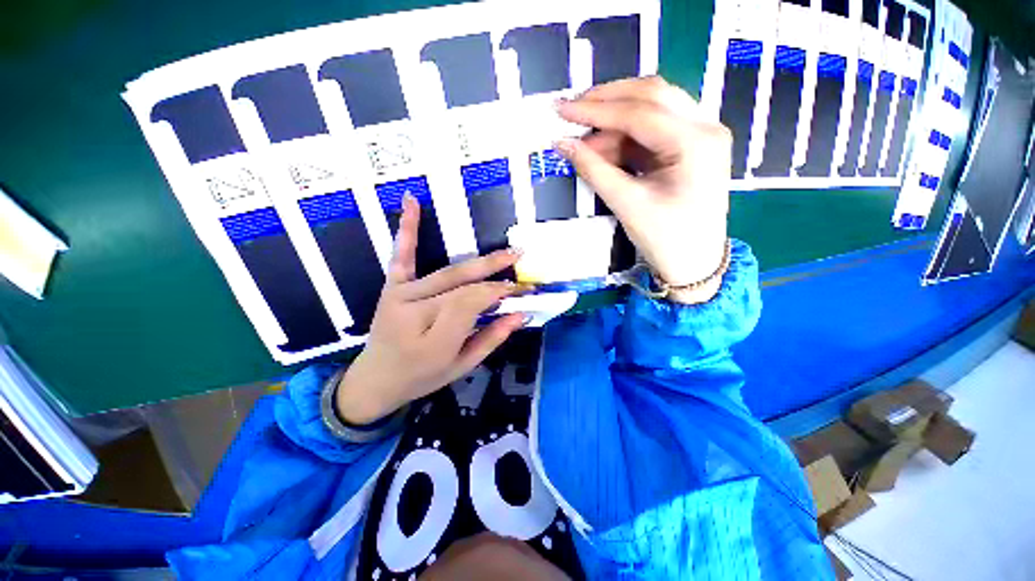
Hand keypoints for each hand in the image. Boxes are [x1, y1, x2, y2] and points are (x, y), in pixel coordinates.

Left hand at [335, 195, 525, 424]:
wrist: (375, 379)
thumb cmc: (422, 376)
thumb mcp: (462, 366)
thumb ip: (491, 338)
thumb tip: (520, 315)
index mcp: (434, 339)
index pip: (475, 304)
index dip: (501, 292)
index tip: (522, 289)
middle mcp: (415, 312)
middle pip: (463, 286)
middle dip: (495, 272)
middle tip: (519, 258)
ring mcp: (401, 295)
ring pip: (447, 273)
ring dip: (478, 261)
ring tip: (505, 252)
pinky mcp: (392, 287)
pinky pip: (402, 256)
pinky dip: (407, 229)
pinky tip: (411, 201)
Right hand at [555, 76, 730, 300]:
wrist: (695, 264)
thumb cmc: (666, 240)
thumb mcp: (627, 205)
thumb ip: (594, 170)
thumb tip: (563, 144)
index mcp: (696, 143)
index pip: (640, 112)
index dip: (596, 109)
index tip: (562, 109)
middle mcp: (705, 127)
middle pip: (651, 95)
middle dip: (607, 101)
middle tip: (572, 111)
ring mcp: (700, 135)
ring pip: (652, 108)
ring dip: (614, 121)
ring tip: (585, 144)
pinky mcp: (689, 147)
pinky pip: (652, 129)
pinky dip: (625, 136)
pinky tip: (604, 149)